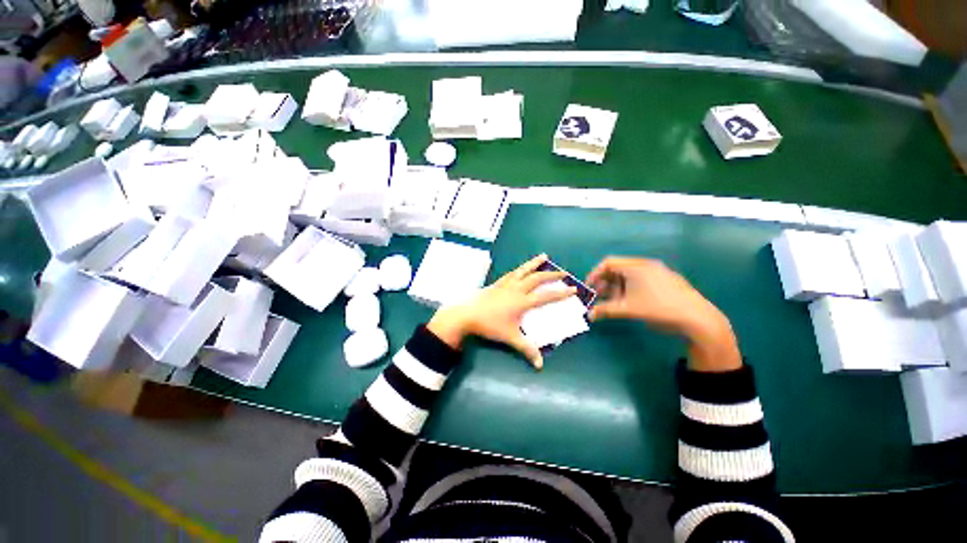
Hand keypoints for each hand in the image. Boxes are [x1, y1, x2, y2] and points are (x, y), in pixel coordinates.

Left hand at [428, 254, 576, 369]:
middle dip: (552, 275)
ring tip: (544, 256)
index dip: (561, 292)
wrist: (467, 314)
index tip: (573, 288)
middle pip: (537, 279)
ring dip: (535, 263)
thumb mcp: (510, 338)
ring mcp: (506, 283)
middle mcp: (517, 289)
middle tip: (564, 273)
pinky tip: (521, 268)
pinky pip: (512, 272)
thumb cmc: (490, 325)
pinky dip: (521, 268)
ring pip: (524, 270)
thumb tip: (540, 365)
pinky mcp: (497, 282)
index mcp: (522, 302)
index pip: (546, 296)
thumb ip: (526, 349)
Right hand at [586, 257, 741, 371]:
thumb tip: (589, 315)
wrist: (697, 318)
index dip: (595, 274)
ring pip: (629, 275)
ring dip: (617, 287)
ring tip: (614, 302)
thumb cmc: (657, 308)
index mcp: (636, 266)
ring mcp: (658, 271)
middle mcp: (646, 264)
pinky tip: (631, 301)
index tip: (589, 287)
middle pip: (618, 268)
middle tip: (599, 297)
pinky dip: (630, 288)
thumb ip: (605, 310)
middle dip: (605, 283)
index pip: (608, 263)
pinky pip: (641, 279)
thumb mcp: (628, 309)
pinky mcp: (666, 279)